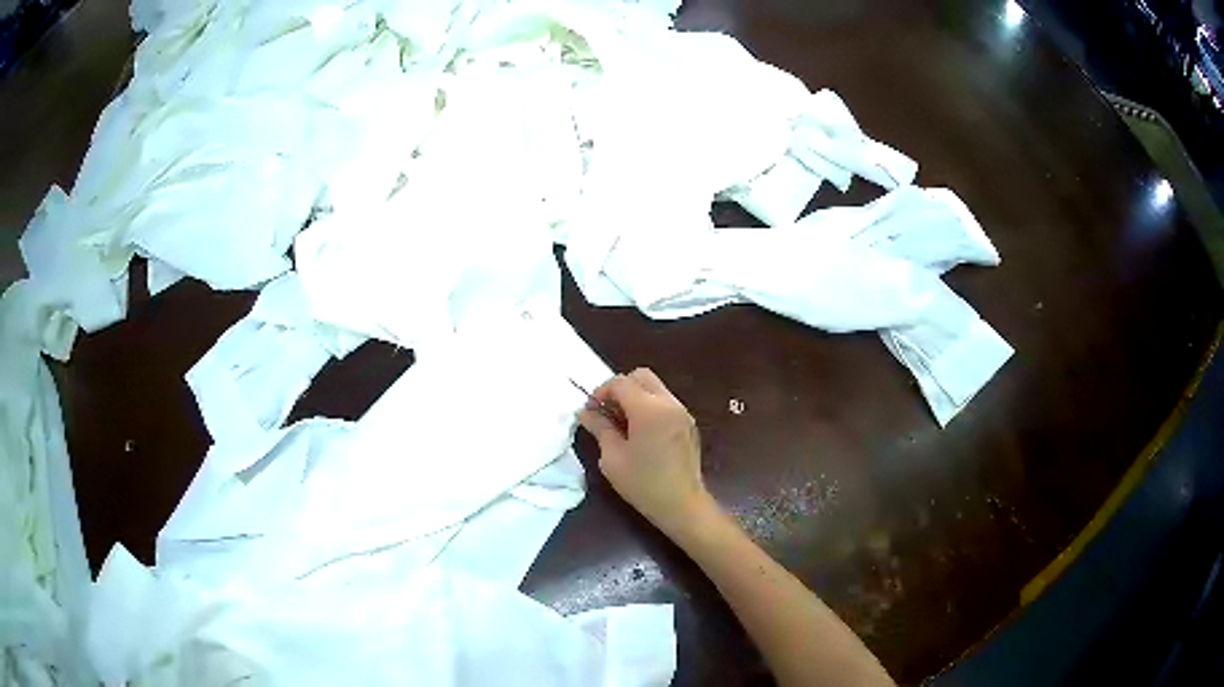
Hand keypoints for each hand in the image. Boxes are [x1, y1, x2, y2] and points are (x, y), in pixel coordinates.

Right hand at [579, 368, 713, 538]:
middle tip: (606, 411)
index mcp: (649, 409)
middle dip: (620, 388)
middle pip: (641, 376)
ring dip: (636, 396)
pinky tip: (640, 432)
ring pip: (655, 387)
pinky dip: (650, 406)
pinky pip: (665, 402)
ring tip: (621, 423)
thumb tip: (586, 413)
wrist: (682, 505)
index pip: (621, 383)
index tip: (590, 410)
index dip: (601, 392)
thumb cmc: (643, 484)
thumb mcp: (612, 458)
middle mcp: (669, 403)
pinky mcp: (689, 424)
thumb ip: (600, 428)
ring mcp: (682, 412)